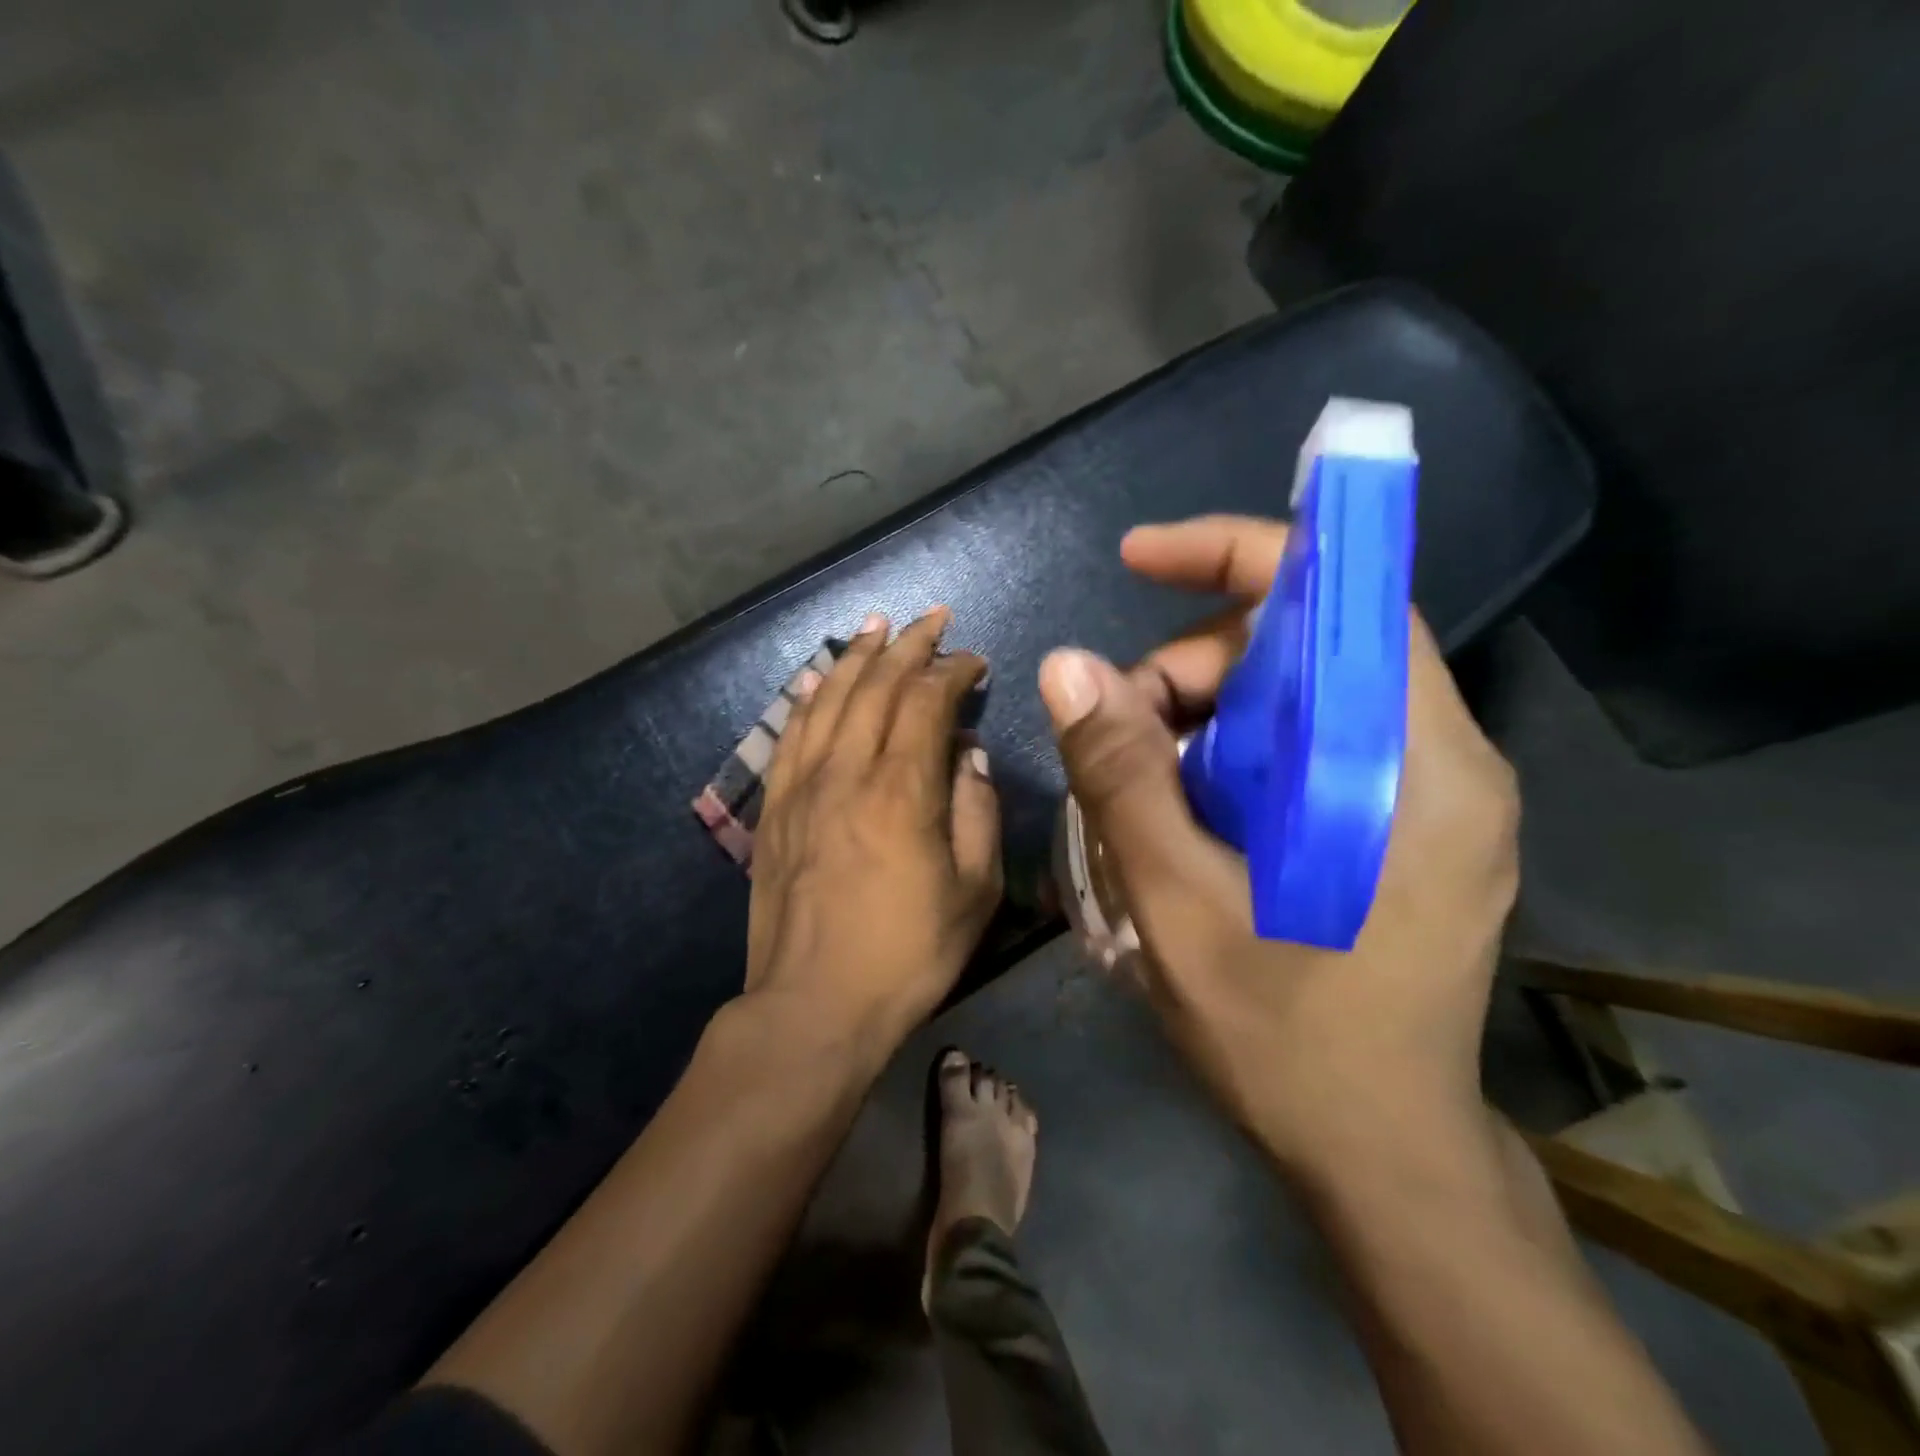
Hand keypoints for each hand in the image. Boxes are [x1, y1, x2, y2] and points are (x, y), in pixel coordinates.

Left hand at [746, 608, 1001, 1054]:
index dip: (952, 671)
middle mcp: (847, 773)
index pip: (926, 702)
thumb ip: (977, 811)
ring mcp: (803, 787)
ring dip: (858, 656)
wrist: (814, 1004)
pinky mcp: (775, 808)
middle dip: (908, 645)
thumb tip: (967, 755)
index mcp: (902, 791)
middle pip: (877, 687)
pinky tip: (821, 677)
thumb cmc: (907, 953)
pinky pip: (792, 734)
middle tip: (932, 618)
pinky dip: (810, 696)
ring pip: (830, 699)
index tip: (974, 661)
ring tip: (877, 625)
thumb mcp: (974, 891)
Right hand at [1039, 517, 1519, 1178]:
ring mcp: (1434, 797)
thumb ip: (1124, 777)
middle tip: (1118, 740)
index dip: (1238, 556)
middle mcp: (1444, 761)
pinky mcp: (1412, 829)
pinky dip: (1237, 757)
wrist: (1383, 1159)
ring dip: (1207, 720)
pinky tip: (1192, 815)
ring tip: (1146, 794)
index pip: (1342, 599)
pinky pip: (1310, 746)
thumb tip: (1068, 666)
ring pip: (1300, 698)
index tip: (1140, 559)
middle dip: (1196, 670)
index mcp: (1414, 768)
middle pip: (1305, 650)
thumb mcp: (1178, 905)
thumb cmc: (1287, 1042)